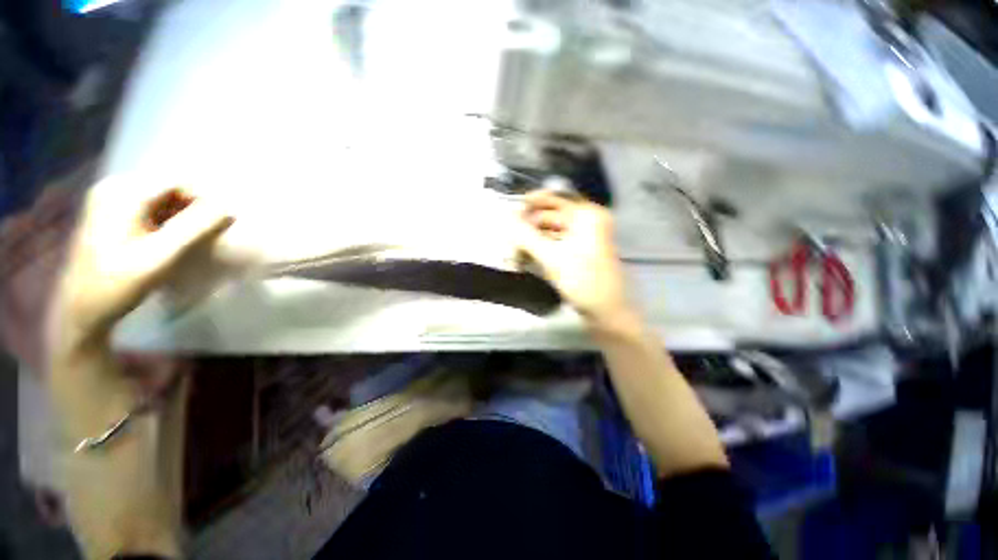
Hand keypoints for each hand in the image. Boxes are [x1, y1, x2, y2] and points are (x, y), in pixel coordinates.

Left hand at [53, 176, 232, 348]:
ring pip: (163, 198)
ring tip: (185, 243)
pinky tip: (167, 242)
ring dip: (181, 217)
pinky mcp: (110, 211)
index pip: (179, 181)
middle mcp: (115, 186)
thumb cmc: (120, 283)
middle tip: (202, 239)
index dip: (204, 202)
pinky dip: (167, 221)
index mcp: (123, 191)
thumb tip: (231, 209)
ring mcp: (109, 198)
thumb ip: (197, 228)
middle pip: (170, 188)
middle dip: (193, 210)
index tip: (216, 229)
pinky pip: (150, 207)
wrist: (82, 308)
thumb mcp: (163, 256)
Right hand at [516, 188, 633, 328]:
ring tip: (514, 248)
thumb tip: (505, 218)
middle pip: (551, 215)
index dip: (530, 202)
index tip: (510, 211)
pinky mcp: (580, 252)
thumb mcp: (552, 258)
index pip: (554, 198)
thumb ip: (526, 236)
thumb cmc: (583, 281)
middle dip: (529, 225)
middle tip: (509, 235)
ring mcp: (585, 237)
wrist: (608, 311)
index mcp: (586, 215)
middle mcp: (587, 221)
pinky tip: (527, 256)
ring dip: (533, 238)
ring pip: (552, 230)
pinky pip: (556, 242)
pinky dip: (542, 248)